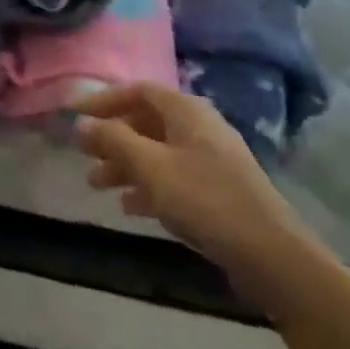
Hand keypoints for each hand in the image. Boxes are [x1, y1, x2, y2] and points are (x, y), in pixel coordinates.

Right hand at [75, 83, 318, 301]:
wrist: (273, 257)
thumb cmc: (206, 200)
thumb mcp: (151, 167)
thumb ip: (113, 140)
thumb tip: (81, 123)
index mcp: (186, 111)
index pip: (138, 90)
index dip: (104, 100)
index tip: (75, 116)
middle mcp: (199, 127)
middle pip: (146, 122)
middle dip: (112, 137)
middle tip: (83, 154)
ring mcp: (211, 160)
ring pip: (157, 152)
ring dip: (125, 164)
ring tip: (96, 185)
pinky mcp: (218, 191)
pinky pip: (173, 177)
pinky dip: (148, 186)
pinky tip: (129, 207)